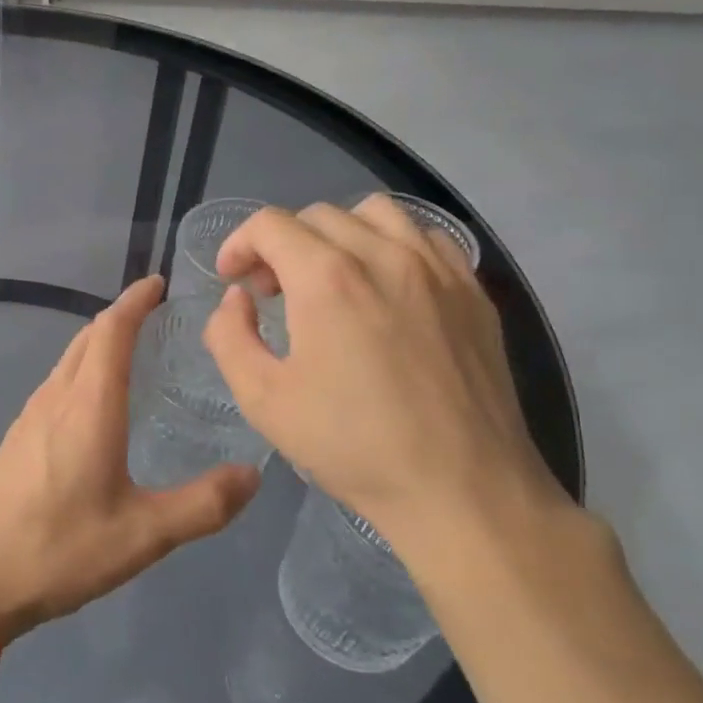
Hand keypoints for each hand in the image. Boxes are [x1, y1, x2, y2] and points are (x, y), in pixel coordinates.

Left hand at [0, 276, 260, 642]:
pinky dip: (81, 367)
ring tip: (130, 347)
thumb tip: (252, 475)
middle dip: (120, 315)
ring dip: (98, 340)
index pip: (112, 331)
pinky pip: (56, 381)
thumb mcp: (144, 535)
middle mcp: (57, 396)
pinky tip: (93, 398)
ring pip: (68, 357)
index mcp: (89, 405)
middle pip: (88, 336)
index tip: (159, 284)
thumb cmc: (61, 549)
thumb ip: (203, 504)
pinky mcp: (18, 435)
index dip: (135, 301)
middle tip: (155, 312)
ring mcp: (31, 414)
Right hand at [202, 195, 565, 567]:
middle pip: (317, 215)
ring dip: (337, 234)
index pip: (270, 225)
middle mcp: (383, 255)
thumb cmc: (353, 446)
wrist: (461, 489)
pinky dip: (392, 245)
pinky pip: (425, 236)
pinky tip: (385, 287)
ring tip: (330, 278)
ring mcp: (437, 268)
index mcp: (327, 279)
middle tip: (273, 292)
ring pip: (375, 213)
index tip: (233, 280)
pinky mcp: (472, 290)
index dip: (239, 244)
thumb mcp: (262, 400)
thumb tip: (237, 299)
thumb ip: (230, 336)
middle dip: (281, 244)